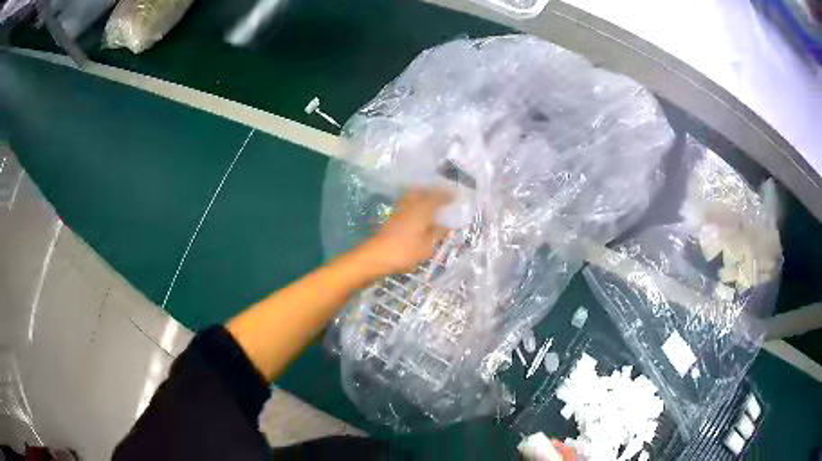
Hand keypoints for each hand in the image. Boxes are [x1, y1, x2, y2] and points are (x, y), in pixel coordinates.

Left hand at [356, 188, 452, 276]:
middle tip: (443, 197)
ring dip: (423, 197)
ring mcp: (399, 210)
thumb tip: (446, 227)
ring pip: (413, 197)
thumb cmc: (405, 251)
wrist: (377, 256)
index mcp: (423, 208)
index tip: (456, 196)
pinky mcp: (392, 218)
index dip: (448, 195)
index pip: (438, 196)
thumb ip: (438, 234)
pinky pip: (408, 205)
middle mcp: (411, 204)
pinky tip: (419, 215)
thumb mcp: (427, 246)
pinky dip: (415, 206)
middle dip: (433, 192)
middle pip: (423, 192)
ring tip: (432, 205)